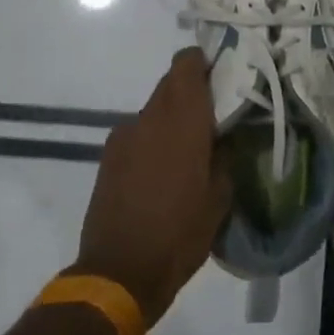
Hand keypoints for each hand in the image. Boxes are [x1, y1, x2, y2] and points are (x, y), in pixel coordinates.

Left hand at [73, 48, 229, 326]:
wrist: (119, 272)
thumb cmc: (180, 232)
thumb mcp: (220, 197)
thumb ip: (225, 156)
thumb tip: (225, 138)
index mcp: (182, 119)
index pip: (186, 63)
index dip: (203, 62)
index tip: (221, 77)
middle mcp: (149, 117)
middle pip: (170, 83)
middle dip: (191, 91)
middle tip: (213, 116)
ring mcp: (123, 136)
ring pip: (153, 109)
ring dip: (171, 117)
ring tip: (188, 149)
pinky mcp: (108, 157)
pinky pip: (137, 133)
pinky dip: (153, 139)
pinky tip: (162, 171)